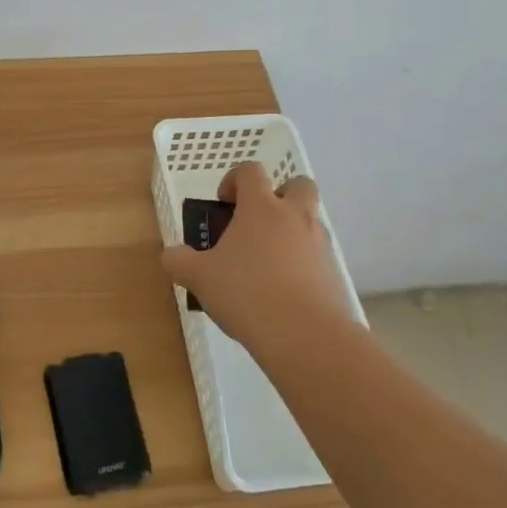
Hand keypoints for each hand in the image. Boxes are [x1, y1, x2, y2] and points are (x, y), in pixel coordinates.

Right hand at [161, 162, 359, 355]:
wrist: (306, 335)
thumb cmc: (247, 293)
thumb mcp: (200, 278)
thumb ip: (179, 262)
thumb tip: (172, 255)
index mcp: (261, 207)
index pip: (251, 171)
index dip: (235, 180)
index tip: (224, 203)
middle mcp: (295, 216)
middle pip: (297, 184)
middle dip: (280, 195)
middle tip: (258, 221)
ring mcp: (319, 244)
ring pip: (310, 221)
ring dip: (291, 231)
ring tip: (266, 264)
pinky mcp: (334, 273)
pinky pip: (317, 256)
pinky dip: (302, 263)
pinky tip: (283, 292)